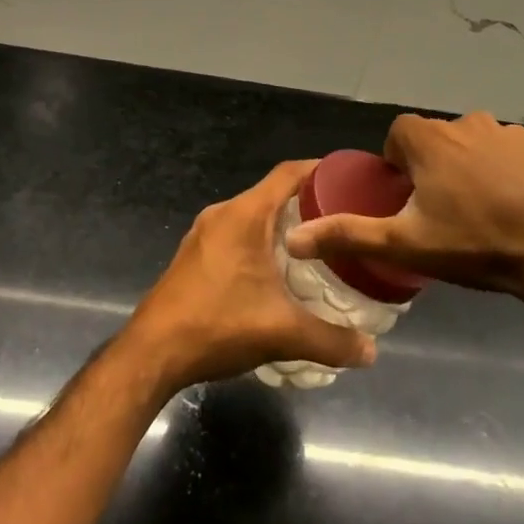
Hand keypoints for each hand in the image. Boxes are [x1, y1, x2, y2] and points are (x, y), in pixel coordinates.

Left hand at [122, 161, 376, 396]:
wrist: (152, 352)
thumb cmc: (218, 325)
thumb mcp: (282, 333)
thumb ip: (331, 340)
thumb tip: (371, 352)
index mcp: (245, 214)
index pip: (289, 174)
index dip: (320, 171)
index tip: (350, 180)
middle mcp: (223, 214)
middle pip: (272, 194)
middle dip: (308, 204)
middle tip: (342, 222)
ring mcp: (204, 233)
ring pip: (253, 216)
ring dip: (283, 225)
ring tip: (317, 247)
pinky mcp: (195, 255)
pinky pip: (236, 234)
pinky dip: (261, 241)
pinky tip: (278, 272)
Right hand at [283, 112, 523, 313]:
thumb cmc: (478, 243)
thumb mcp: (406, 245)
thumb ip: (348, 236)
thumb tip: (294, 239)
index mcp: (429, 138)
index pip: (397, 137)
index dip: (396, 167)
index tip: (406, 202)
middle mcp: (465, 123)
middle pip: (434, 141)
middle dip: (431, 171)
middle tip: (440, 217)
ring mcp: (508, 133)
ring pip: (472, 147)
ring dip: (468, 171)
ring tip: (480, 218)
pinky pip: (508, 155)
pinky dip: (504, 175)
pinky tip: (516, 212)